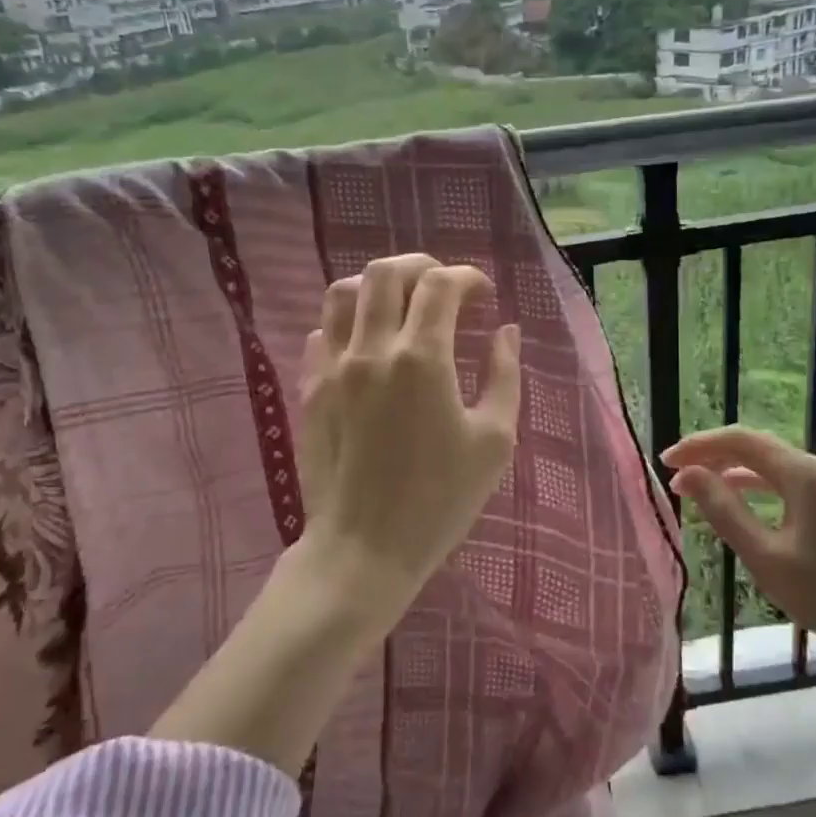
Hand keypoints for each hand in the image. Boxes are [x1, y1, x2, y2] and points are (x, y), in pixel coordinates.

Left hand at [298, 254, 521, 601]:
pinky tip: (367, 345)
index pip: (441, 285)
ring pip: (343, 293)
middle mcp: (372, 349)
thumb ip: (504, 376)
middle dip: (421, 267)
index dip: (468, 277)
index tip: (484, 295)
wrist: (364, 549)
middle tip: (445, 287)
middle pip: (386, 273)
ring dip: (377, 286)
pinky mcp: (310, 389)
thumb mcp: (493, 441)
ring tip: (401, 305)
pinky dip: (348, 323)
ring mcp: (333, 367)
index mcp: (422, 358)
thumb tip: (506, 332)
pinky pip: (322, 333)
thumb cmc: (439, 500)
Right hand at [662, 426, 815, 704]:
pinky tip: (735, 501)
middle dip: (710, 454)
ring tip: (695, 487)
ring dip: (729, 469)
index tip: (665, 462)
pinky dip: (751, 485)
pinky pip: (782, 481)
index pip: (739, 440)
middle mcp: (814, 468)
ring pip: (767, 463)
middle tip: (675, 474)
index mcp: (800, 474)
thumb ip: (724, 510)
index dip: (698, 446)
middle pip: (752, 446)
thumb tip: (688, 475)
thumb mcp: (766, 557)